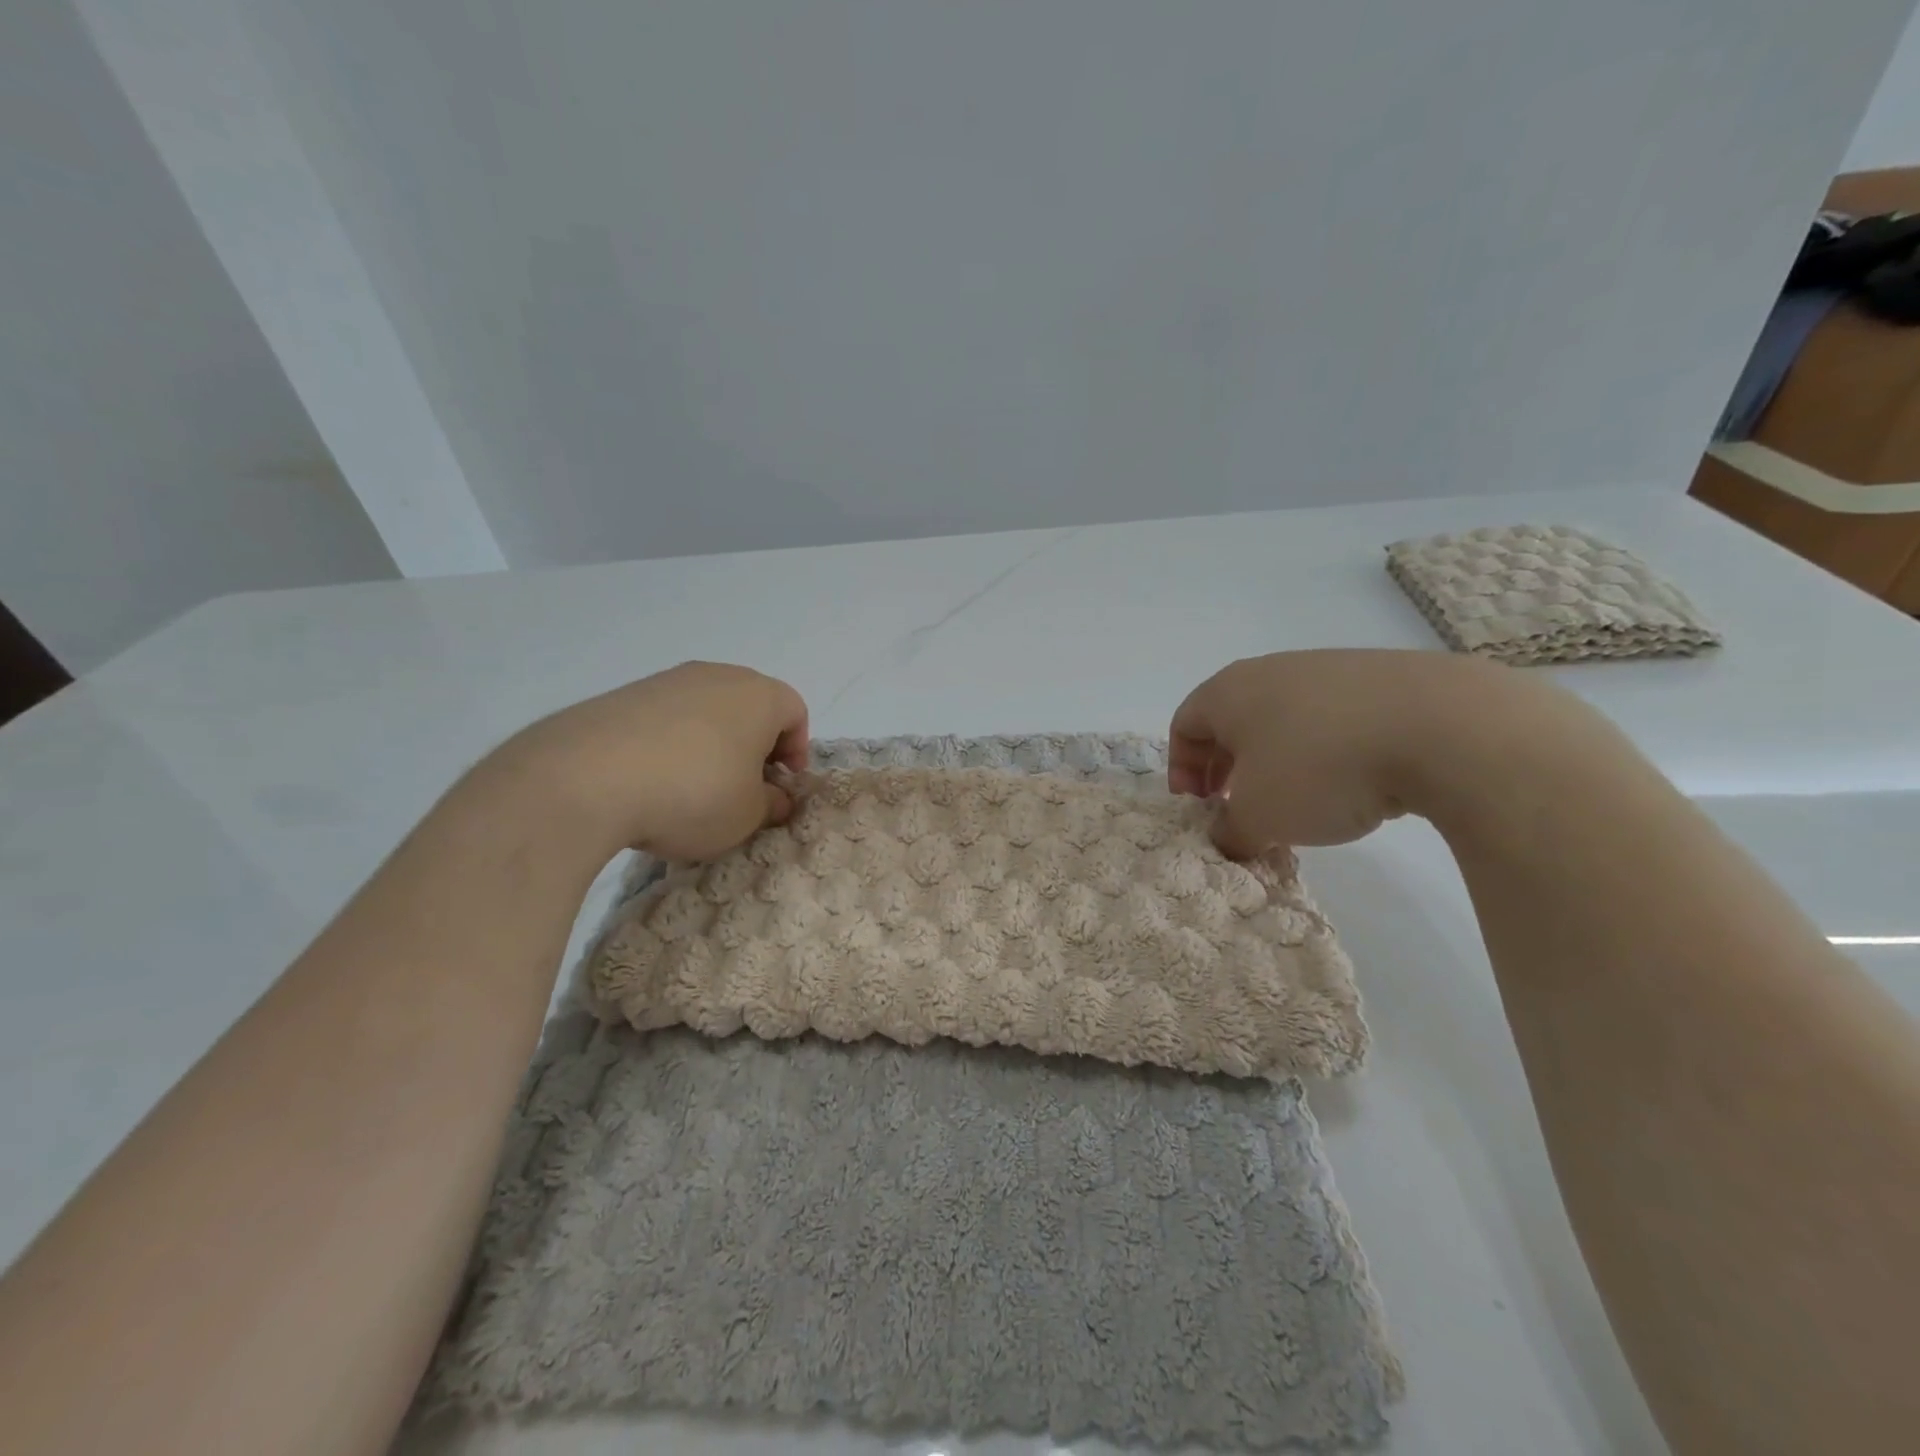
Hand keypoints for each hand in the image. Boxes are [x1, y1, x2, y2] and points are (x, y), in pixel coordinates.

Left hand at [492, 661, 808, 860]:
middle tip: (744, 789)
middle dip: (754, 747)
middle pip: (751, 707)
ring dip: (711, 746)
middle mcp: (717, 676)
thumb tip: (774, 798)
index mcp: (760, 696)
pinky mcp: (623, 695)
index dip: (796, 752)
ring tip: (692, 789)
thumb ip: (771, 805)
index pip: (795, 714)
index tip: (781, 787)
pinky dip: (670, 745)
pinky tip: (652, 782)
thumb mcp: (747, 816)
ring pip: (706, 711)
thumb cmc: (694, 794)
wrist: (585, 778)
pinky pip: (665, 718)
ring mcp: (667, 681)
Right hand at [1169, 649, 1505, 855]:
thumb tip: (1229, 837)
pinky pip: (1331, 718)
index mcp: (1229, 692)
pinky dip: (1323, 750)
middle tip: (1235, 805)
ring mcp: (1330, 669)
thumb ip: (1230, 832)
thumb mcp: (1258, 817)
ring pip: (1283, 718)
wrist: (1442, 727)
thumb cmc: (1319, 768)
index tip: (1197, 806)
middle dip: (1225, 766)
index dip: (1180, 768)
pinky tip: (1350, 782)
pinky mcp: (1382, 680)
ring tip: (1295, 799)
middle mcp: (1272, 671)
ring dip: (1274, 760)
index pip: (1184, 724)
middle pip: (1231, 720)